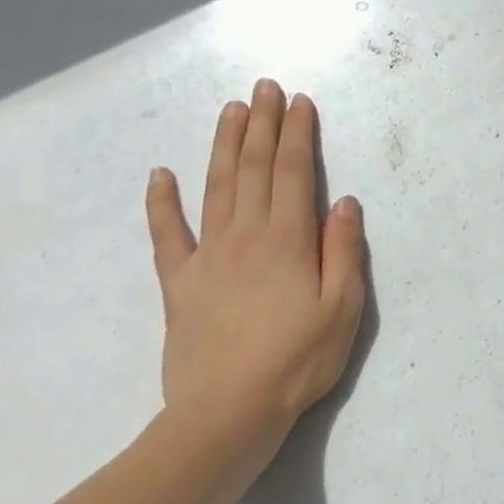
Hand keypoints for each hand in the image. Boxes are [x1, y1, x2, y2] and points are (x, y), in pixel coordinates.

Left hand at [145, 80, 365, 460]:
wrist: (225, 416)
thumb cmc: (296, 361)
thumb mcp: (342, 309)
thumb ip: (343, 250)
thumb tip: (344, 201)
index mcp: (288, 239)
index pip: (293, 171)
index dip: (297, 133)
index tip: (299, 101)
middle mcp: (246, 235)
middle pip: (253, 167)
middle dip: (261, 124)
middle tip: (263, 87)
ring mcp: (208, 256)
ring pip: (216, 187)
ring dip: (223, 145)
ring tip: (230, 110)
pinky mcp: (180, 282)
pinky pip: (167, 235)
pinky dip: (162, 203)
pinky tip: (160, 174)